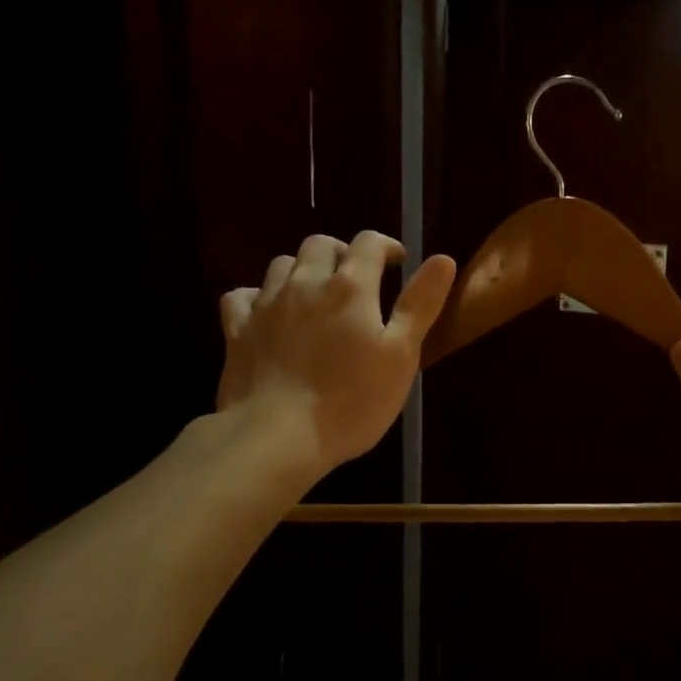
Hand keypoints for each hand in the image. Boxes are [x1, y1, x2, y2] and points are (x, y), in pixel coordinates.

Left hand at [218, 232, 455, 478]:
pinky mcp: (237, 331)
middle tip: (357, 277)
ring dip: (302, 269)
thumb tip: (443, 259)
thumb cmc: (351, 400)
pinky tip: (267, 312)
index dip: (386, 246)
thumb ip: (419, 304)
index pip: (369, 243)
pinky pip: (241, 296)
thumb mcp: (400, 356)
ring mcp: (266, 305)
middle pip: (320, 244)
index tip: (397, 261)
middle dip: (342, 252)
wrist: (278, 436)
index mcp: (350, 288)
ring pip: (281, 265)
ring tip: (315, 293)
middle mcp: (305, 284)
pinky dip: (257, 296)